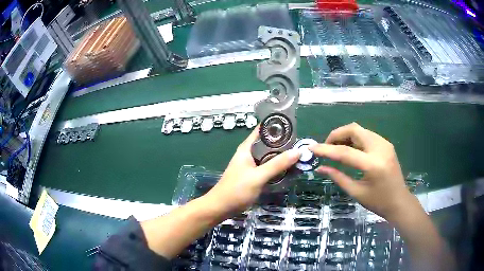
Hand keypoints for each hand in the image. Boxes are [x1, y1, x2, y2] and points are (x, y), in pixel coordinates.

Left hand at [206, 126, 300, 214]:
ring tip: (299, 156)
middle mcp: (249, 154)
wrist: (221, 208)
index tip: (294, 127)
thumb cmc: (236, 190)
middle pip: (268, 145)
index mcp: (247, 148)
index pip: (262, 130)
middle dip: (284, 144)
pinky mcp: (254, 177)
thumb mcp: (258, 176)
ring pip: (269, 157)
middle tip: (301, 145)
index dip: (276, 127)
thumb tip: (298, 151)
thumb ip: (277, 164)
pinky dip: (278, 168)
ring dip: (282, 157)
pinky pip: (268, 168)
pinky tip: (289, 170)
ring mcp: (251, 166)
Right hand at [310, 123, 417, 220]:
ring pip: (360, 130)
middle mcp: (380, 148)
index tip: (312, 148)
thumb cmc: (378, 202)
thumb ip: (338, 177)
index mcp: (373, 164)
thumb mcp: (356, 192)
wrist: (399, 201)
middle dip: (336, 135)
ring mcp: (385, 144)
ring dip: (345, 136)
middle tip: (326, 146)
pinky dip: (355, 139)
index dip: (326, 149)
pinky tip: (350, 149)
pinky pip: (367, 135)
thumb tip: (320, 168)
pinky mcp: (386, 144)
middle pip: (354, 130)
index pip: (345, 152)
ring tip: (336, 149)